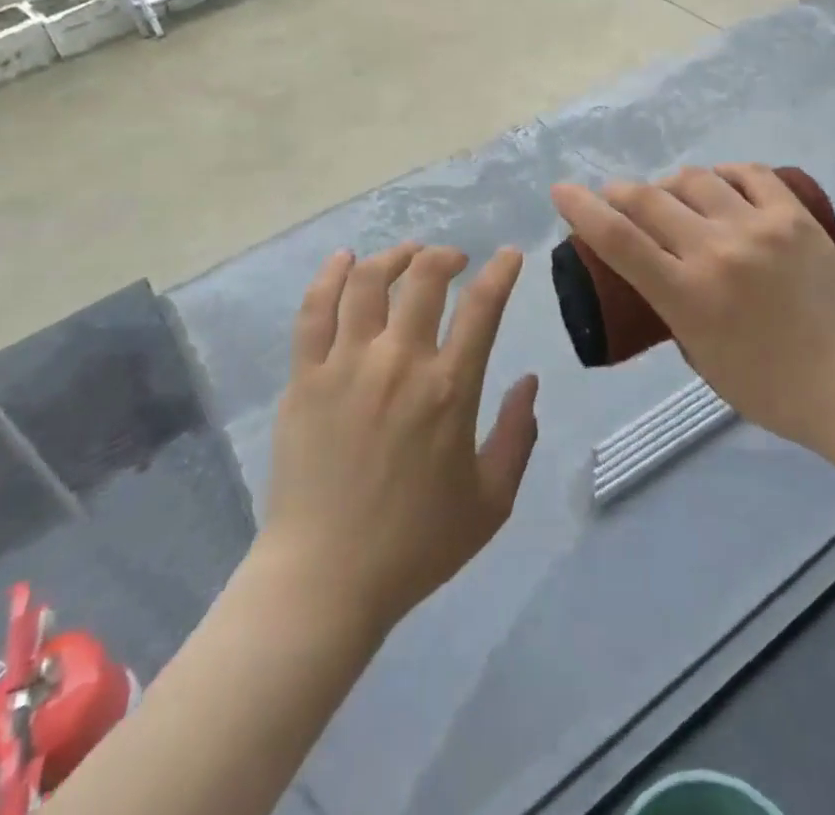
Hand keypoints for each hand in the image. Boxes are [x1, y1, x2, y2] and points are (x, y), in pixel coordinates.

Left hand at [261, 244, 539, 636]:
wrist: (325, 579)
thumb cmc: (415, 545)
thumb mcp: (492, 501)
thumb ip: (519, 435)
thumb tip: (529, 381)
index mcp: (449, 389)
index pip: (483, 306)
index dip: (501, 271)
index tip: (510, 255)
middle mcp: (399, 362)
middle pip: (424, 277)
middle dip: (445, 256)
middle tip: (454, 260)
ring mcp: (346, 365)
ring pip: (368, 282)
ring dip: (394, 257)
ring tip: (407, 256)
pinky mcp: (305, 378)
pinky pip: (315, 310)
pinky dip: (331, 276)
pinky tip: (344, 260)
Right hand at [551, 165, 834, 458]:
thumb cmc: (772, 389)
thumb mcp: (701, 356)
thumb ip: (675, 308)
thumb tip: (663, 270)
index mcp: (689, 296)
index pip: (618, 239)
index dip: (581, 209)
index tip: (561, 191)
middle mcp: (717, 251)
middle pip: (649, 199)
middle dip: (619, 192)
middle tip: (614, 196)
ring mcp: (759, 227)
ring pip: (695, 180)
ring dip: (669, 183)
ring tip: (671, 195)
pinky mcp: (795, 216)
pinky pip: (749, 174)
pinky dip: (723, 175)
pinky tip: (719, 184)